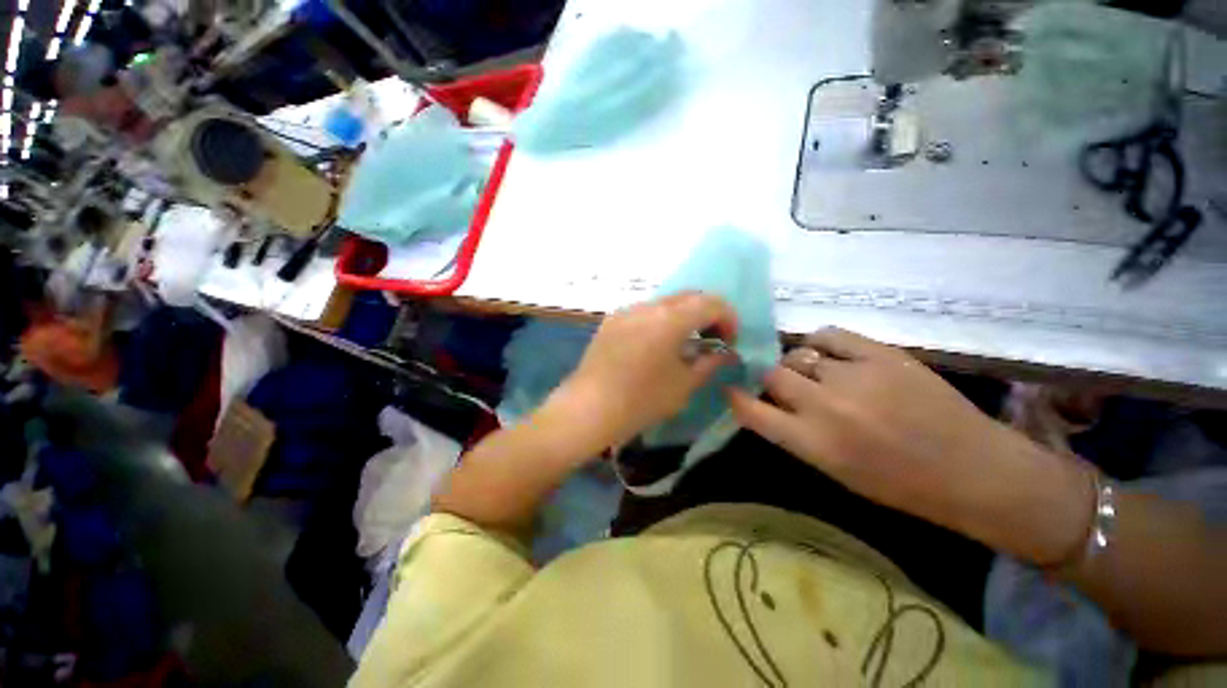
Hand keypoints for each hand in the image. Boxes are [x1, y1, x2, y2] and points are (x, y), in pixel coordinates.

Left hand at [542, 292, 737, 457]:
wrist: (588, 408)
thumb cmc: (640, 401)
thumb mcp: (683, 385)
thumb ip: (709, 363)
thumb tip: (724, 353)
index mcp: (670, 320)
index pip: (711, 303)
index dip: (728, 318)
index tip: (729, 340)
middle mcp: (648, 306)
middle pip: (688, 296)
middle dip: (707, 313)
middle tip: (712, 338)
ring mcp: (626, 311)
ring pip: (665, 302)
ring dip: (683, 315)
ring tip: (684, 342)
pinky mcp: (611, 320)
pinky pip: (644, 311)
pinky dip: (661, 320)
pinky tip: (657, 344)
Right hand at [728, 328, 1093, 564]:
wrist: (975, 470)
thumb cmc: (900, 484)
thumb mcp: (835, 471)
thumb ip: (794, 434)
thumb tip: (768, 402)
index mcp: (812, 443)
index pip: (751, 410)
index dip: (735, 396)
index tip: (732, 388)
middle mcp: (825, 406)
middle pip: (771, 374)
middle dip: (769, 378)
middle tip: (783, 384)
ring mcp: (853, 376)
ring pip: (798, 355)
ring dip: (798, 365)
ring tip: (817, 373)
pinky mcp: (880, 353)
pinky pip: (827, 335)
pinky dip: (820, 343)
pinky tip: (831, 354)